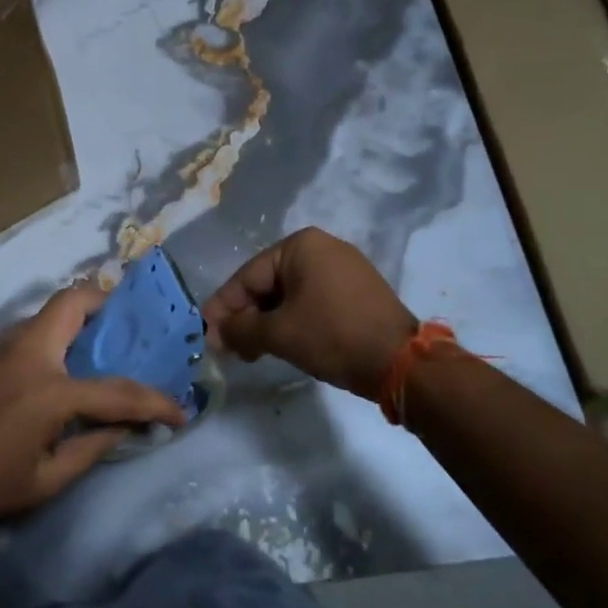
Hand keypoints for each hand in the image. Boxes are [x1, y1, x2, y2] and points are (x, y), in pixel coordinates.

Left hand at [0, 285, 186, 530]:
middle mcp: (30, 354)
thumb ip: (92, 449)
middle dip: (107, 303)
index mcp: (50, 390)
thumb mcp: (46, 480)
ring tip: (102, 344)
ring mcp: (5, 348)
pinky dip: (58, 333)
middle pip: (74, 301)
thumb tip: (124, 428)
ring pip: (51, 310)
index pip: (117, 390)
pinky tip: (63, 365)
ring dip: (81, 317)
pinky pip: (34, 329)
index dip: (154, 402)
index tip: (180, 412)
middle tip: (130, 328)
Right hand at [203, 228, 414, 395]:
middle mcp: (322, 247)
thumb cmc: (333, 336)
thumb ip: (240, 329)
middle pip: (268, 284)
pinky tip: (282, 344)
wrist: (401, 363)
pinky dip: (293, 321)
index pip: (248, 276)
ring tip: (252, 353)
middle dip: (246, 317)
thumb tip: (214, 332)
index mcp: (301, 245)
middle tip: (228, 349)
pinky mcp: (357, 291)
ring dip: (267, 323)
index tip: (206, 333)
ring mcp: (344, 268)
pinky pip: (312, 301)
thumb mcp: (279, 333)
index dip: (224, 307)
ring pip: (289, 295)